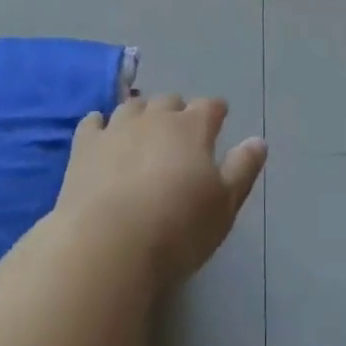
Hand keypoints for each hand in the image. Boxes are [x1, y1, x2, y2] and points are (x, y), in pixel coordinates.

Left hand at [57, 95, 266, 289]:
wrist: (107, 245)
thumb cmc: (176, 229)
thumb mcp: (223, 207)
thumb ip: (242, 169)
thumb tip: (259, 141)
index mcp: (193, 127)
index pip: (210, 107)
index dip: (215, 111)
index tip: (218, 119)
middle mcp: (157, 116)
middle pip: (170, 100)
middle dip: (176, 111)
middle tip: (178, 131)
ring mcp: (118, 127)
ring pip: (133, 106)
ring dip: (140, 114)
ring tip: (142, 131)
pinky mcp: (85, 146)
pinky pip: (93, 122)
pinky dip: (99, 125)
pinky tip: (100, 134)